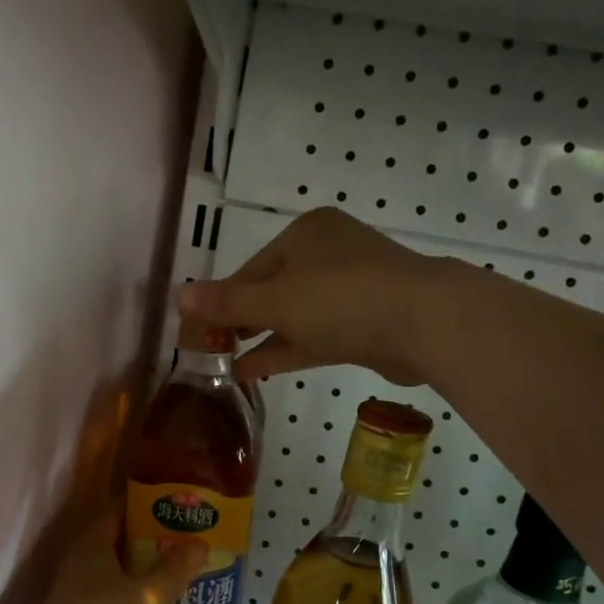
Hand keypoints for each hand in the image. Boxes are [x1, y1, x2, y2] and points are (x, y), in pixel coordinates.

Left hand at [37, 513, 206, 603]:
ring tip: (175, 579)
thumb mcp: (150, 595)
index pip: (117, 514)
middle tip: (182, 544)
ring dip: (139, 579)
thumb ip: (174, 570)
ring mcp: (74, 600)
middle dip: (147, 545)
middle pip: (115, 546)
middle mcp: (78, 567)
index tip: (172, 506)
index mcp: (91, 546)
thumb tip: (199, 544)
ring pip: (112, 579)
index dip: (144, 507)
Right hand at [176, 207, 442, 386]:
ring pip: (295, 314)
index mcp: (306, 234)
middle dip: (242, 321)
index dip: (223, 301)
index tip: (200, 331)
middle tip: (213, 349)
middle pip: (273, 289)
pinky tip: (256, 370)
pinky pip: (317, 333)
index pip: (251, 268)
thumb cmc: (342, 300)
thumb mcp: (275, 300)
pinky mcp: (366, 321)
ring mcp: (351, 288)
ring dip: (262, 339)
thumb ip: (228, 302)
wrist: (425, 322)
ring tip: (227, 364)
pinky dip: (288, 349)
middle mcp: (328, 254)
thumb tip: (179, 295)